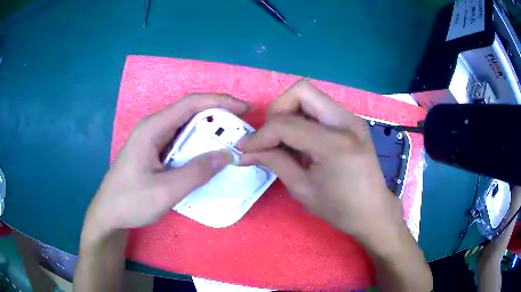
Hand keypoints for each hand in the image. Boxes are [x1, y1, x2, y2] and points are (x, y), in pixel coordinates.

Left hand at [82, 94, 247, 240]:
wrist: (108, 214)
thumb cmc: (131, 201)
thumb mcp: (165, 190)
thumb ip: (197, 172)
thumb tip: (227, 155)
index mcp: (153, 128)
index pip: (191, 104)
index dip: (220, 102)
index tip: (244, 109)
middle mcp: (153, 127)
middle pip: (189, 112)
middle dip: (218, 116)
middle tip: (241, 128)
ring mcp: (152, 139)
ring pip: (185, 126)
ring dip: (209, 131)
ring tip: (231, 140)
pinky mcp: (153, 151)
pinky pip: (180, 141)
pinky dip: (198, 144)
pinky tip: (208, 154)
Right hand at [239, 80, 404, 248]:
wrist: (373, 211)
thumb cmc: (340, 208)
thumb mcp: (302, 189)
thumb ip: (274, 162)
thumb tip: (246, 151)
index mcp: (335, 144)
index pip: (286, 124)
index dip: (260, 135)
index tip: (246, 148)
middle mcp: (346, 122)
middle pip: (301, 91)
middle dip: (278, 110)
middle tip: (270, 136)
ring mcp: (352, 119)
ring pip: (311, 96)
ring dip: (290, 112)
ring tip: (284, 140)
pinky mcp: (353, 122)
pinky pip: (321, 108)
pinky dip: (304, 118)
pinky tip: (301, 141)